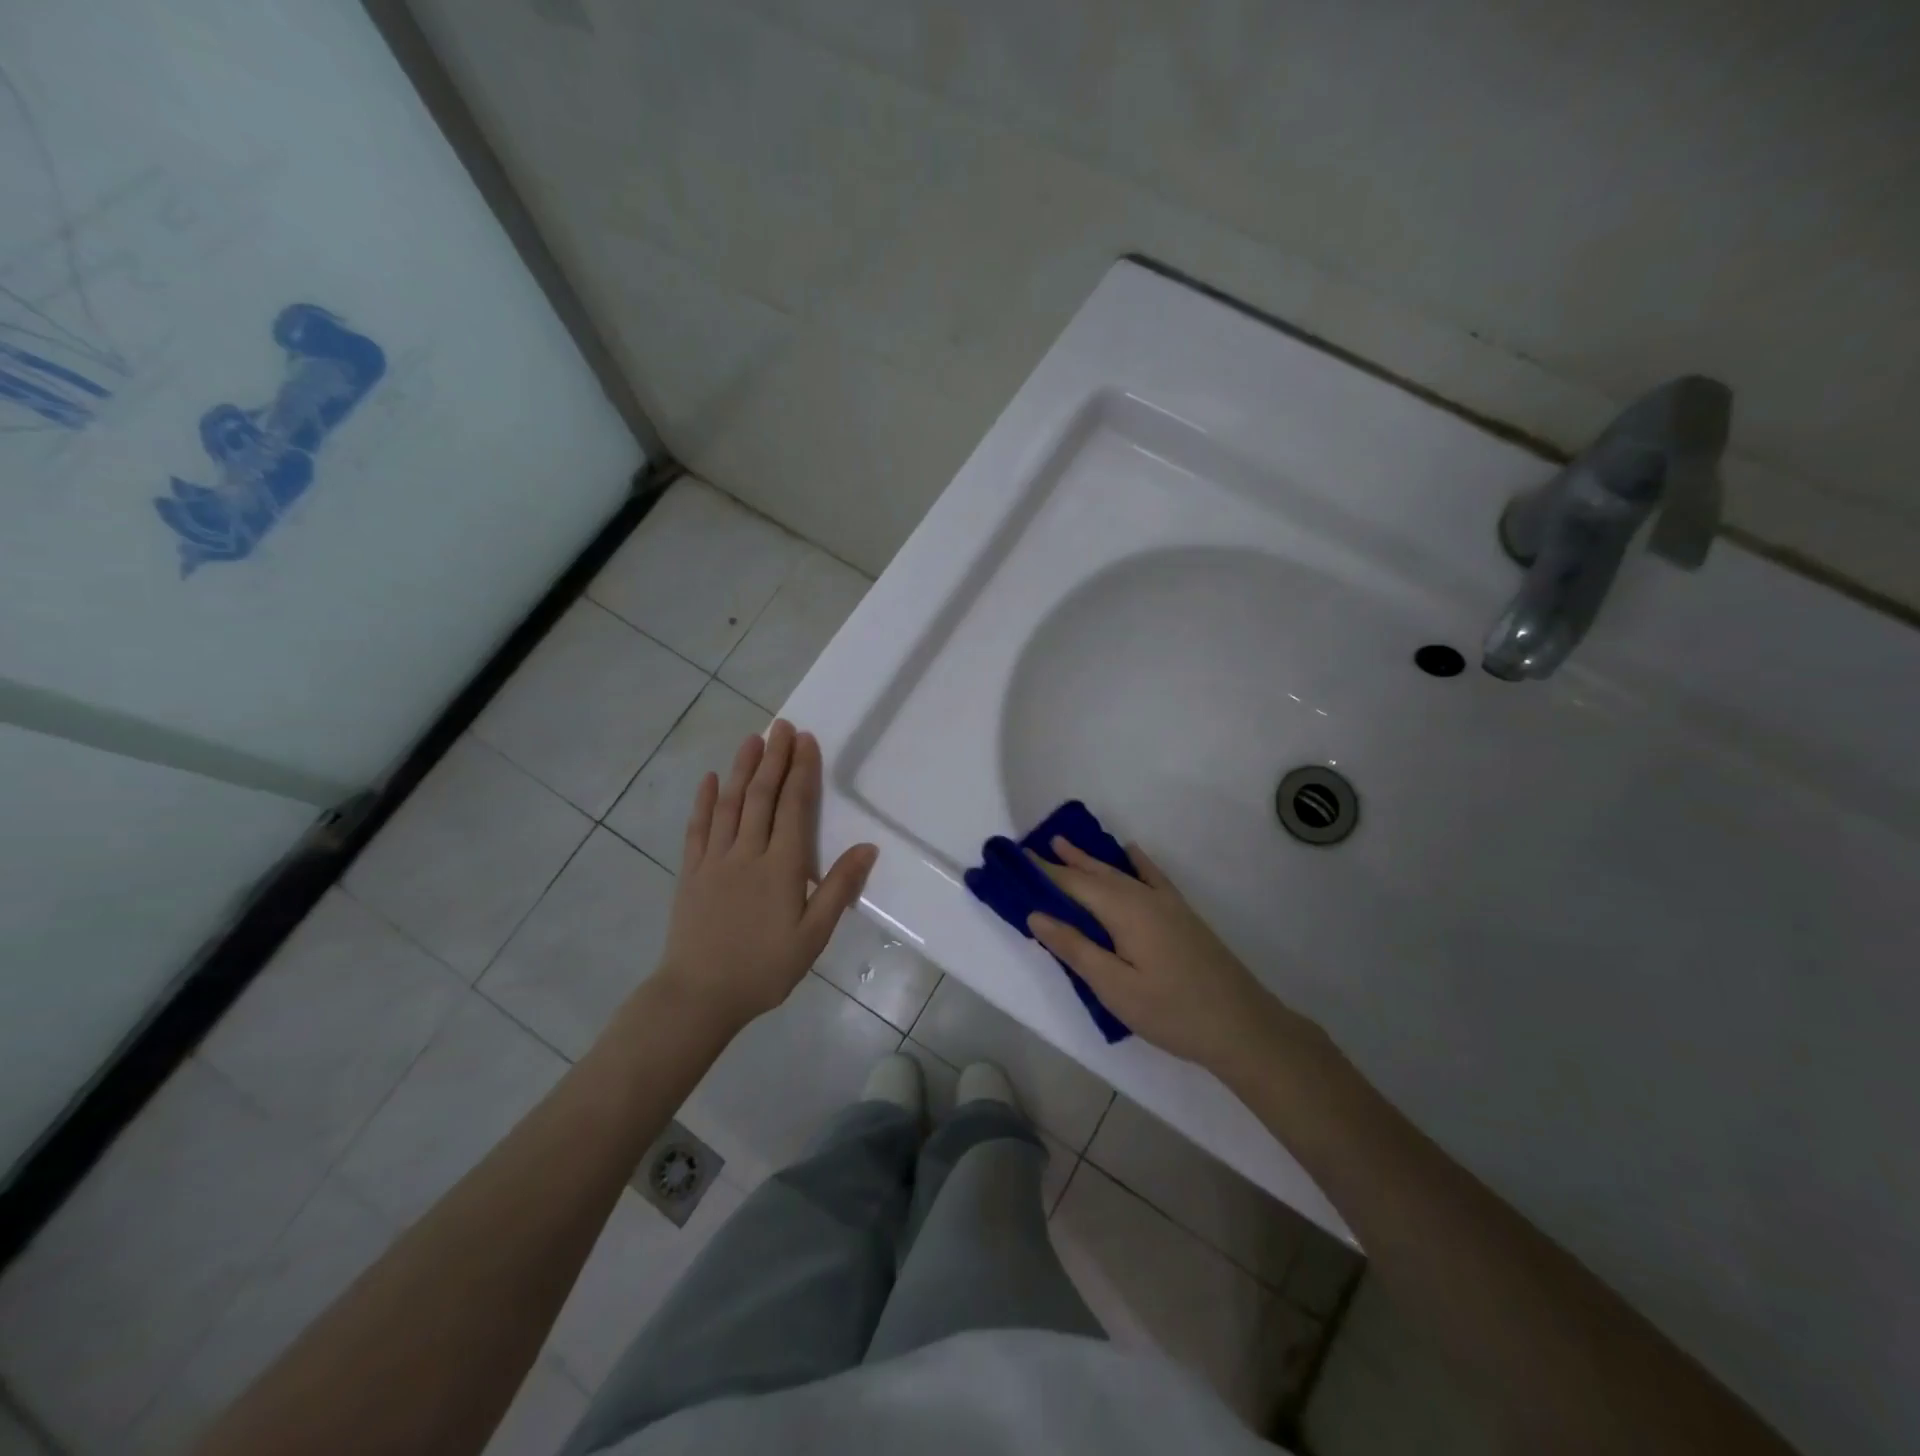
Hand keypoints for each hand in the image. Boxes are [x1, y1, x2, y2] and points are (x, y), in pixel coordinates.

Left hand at [657, 719, 876, 1030]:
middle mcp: (747, 853)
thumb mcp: (813, 936)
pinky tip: (710, 779)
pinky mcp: (691, 872)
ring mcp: (715, 860)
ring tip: (753, 739)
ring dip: (743, 769)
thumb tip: (867, 847)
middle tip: (782, 725)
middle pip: (762, 796)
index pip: (794, 807)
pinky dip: (705, 801)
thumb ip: (838, 888)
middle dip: (774, 758)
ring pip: (731, 804)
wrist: (699, 996)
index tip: (806, 741)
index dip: (801, 771)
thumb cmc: (764, 968)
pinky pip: (698, 828)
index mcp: (781, 867)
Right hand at [1027, 838, 1296, 1073]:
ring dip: (1091, 859)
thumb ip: (1074, 948)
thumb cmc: (1171, 1011)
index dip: (1043, 871)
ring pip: (1120, 872)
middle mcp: (1144, 897)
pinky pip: (1152, 876)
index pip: (1073, 884)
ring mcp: (1167, 904)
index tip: (1016, 858)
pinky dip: (1136, 862)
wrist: (1242, 1026)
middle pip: (1095, 873)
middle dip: (1063, 860)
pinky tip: (1131, 852)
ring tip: (1065, 843)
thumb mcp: (1114, 986)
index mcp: (1123, 911)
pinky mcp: (1182, 915)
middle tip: (1033, 846)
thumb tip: (1036, 914)